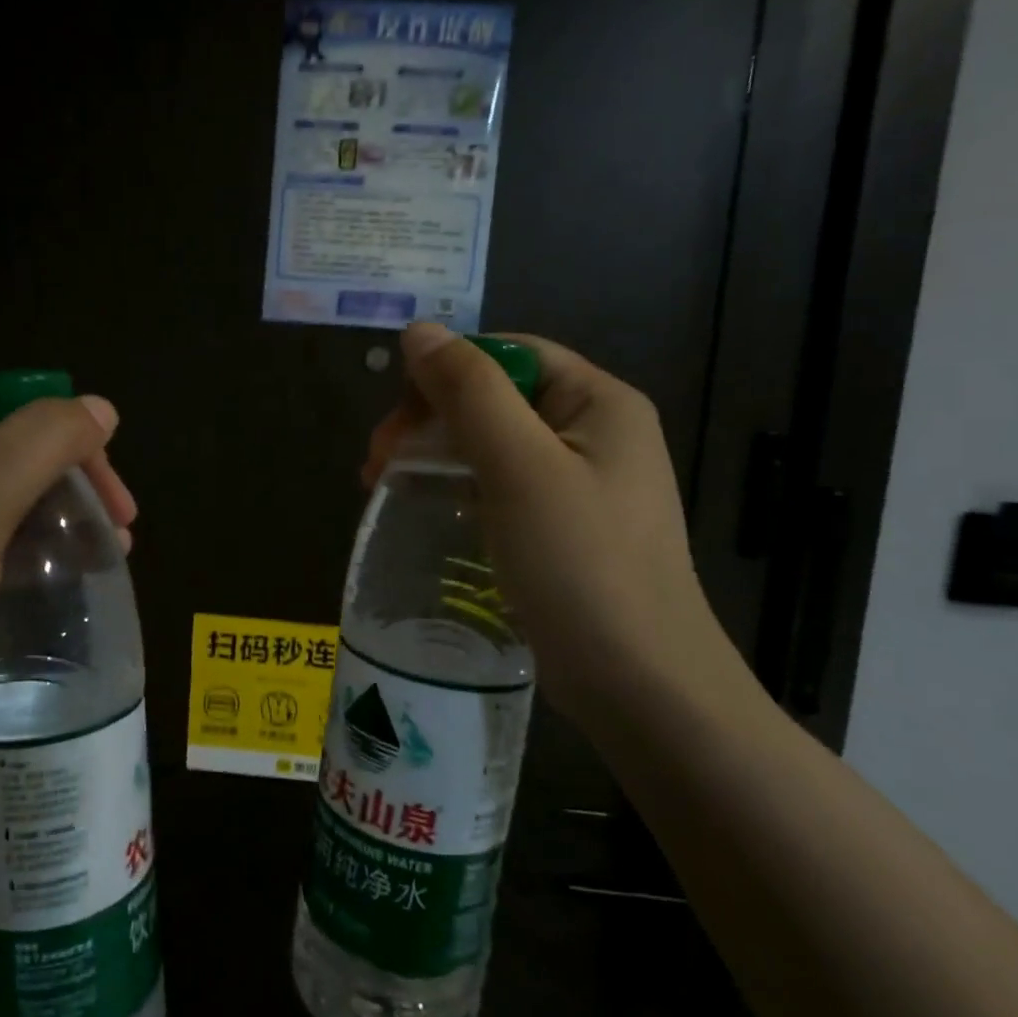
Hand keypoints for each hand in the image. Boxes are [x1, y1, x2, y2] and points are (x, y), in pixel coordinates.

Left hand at [0, 384, 135, 758]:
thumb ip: (43, 442)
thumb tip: (99, 407)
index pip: (5, 403)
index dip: (64, 429)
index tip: (105, 479)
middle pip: (10, 452)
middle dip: (71, 480)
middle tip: (119, 524)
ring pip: (2, 502)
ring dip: (58, 518)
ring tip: (107, 554)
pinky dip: (28, 553)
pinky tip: (61, 578)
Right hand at [367, 322, 725, 704]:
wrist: (640, 685)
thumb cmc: (580, 565)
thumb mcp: (518, 468)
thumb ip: (469, 392)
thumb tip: (419, 331)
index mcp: (598, 403)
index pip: (509, 354)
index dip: (445, 372)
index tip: (395, 419)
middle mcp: (595, 433)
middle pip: (497, 399)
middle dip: (430, 420)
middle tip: (377, 464)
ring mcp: (582, 485)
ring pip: (493, 445)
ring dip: (436, 455)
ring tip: (384, 486)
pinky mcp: (564, 529)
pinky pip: (502, 487)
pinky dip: (459, 489)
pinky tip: (428, 511)